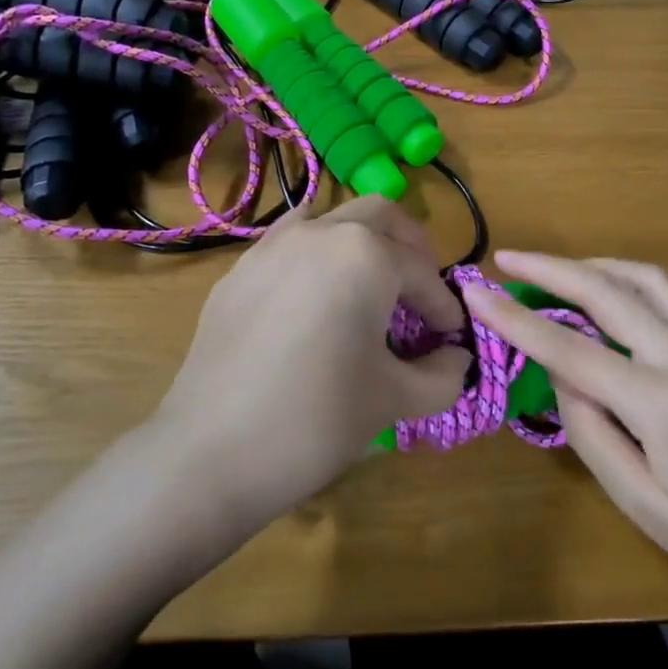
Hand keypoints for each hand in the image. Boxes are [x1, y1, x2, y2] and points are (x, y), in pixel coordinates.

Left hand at [150, 197, 469, 530]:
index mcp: (365, 254)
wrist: (211, 451)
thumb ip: (443, 374)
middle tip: (421, 291)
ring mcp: (270, 247)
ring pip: (330, 219)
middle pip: (381, 216)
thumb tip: (456, 357)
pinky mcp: (238, 271)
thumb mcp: (395, 399)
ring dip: (362, 241)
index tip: (451, 339)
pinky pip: (289, 244)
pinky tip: (315, 300)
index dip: (444, 307)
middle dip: (410, 249)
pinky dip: (317, 256)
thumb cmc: (317, 419)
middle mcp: (318, 232)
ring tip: (371, 285)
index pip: (422, 273)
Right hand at [463, 251, 667, 630]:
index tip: (476, 291)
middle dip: (551, 268)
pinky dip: (632, 281)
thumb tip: (562, 377)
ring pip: (648, 279)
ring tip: (557, 269)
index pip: (568, 346)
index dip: (513, 317)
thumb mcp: (640, 503)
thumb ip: (590, 431)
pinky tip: (614, 295)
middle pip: (608, 291)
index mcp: (661, 401)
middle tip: (507, 258)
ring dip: (596, 265)